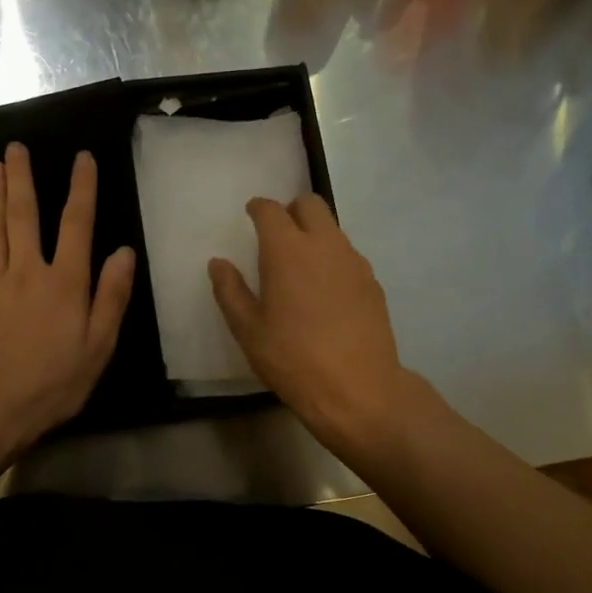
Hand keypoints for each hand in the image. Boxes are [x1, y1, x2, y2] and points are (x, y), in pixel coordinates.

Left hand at [0, 143, 134, 457]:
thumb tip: (124, 252)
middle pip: (24, 216)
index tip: (81, 157)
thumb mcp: (98, 347)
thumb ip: (112, 297)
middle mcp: (27, 272)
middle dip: (22, 179)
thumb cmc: (51, 383)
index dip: (82, 189)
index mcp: (65, 283)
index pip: (77, 225)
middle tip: (15, 147)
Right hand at [209, 195, 413, 458]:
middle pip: (310, 204)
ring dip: (314, 235)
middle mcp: (324, 245)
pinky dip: (333, 260)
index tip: (251, 215)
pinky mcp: (373, 282)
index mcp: (287, 250)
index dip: (258, 208)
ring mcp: (354, 262)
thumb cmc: (293, 359)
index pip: (271, 210)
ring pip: (333, 229)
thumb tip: (218, 263)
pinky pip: (348, 256)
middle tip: (277, 235)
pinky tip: (325, 293)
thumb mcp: (248, 330)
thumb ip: (230, 291)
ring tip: (300, 268)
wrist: (358, 388)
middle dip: (291, 210)